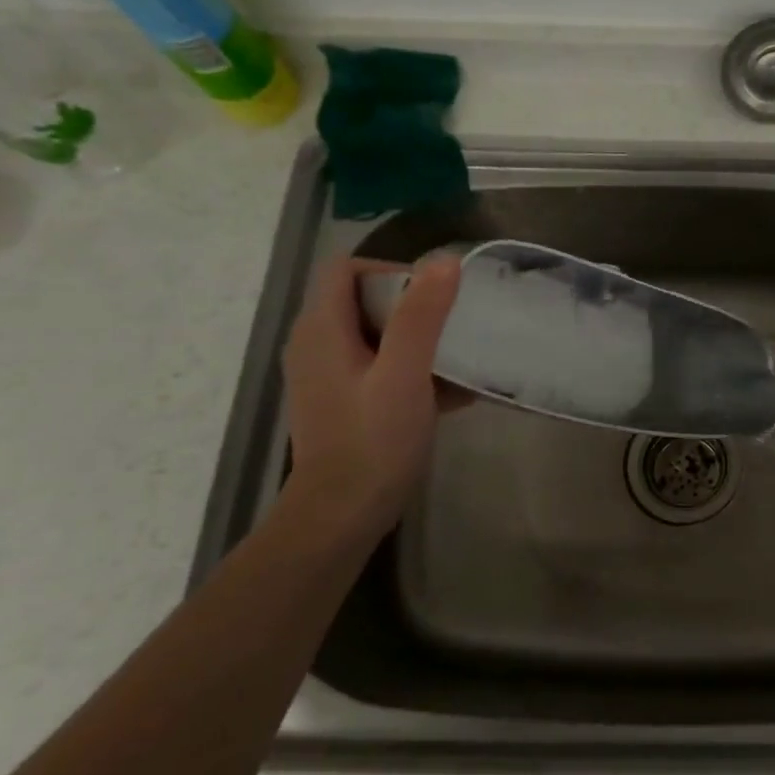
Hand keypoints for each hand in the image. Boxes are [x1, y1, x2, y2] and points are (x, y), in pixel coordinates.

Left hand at [280, 255, 466, 538]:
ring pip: (376, 334)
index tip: (435, 298)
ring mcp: (328, 374)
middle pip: (365, 299)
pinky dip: (412, 368)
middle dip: (414, 306)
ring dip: (419, 339)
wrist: (342, 514)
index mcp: (321, 329)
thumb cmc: (373, 440)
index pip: (348, 269)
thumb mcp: (404, 374)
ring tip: (458, 359)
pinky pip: (379, 365)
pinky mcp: (343, 400)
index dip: (392, 271)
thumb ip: (421, 316)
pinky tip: (452, 394)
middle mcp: (316, 344)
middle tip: (454, 327)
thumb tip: (444, 260)